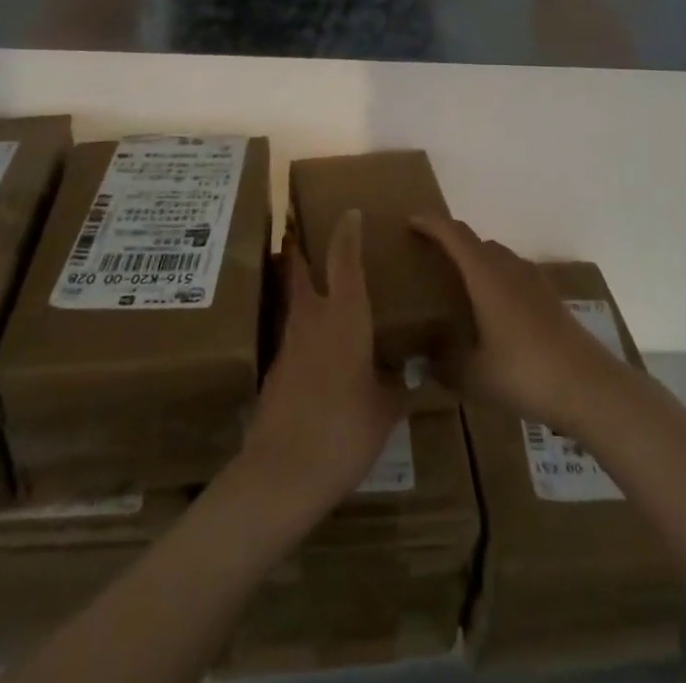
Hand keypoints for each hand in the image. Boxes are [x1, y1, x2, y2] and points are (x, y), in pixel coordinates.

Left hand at [243, 210, 402, 510]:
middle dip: (300, 246)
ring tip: (316, 284)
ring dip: (299, 285)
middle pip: (300, 269)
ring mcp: (288, 344)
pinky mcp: (274, 371)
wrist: (282, 474)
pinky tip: (314, 346)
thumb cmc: (344, 430)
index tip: (350, 212)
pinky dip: (301, 326)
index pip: (344, 258)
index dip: (347, 231)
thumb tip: (411, 372)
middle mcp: (312, 318)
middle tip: (305, 230)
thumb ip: (398, 384)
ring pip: (292, 300)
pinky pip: (291, 334)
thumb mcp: (386, 409)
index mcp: (345, 316)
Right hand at [412, 216, 629, 433]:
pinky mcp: (548, 296)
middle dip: (451, 242)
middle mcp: (509, 266)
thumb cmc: (524, 372)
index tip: (410, 221)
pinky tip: (491, 311)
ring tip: (457, 285)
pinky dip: (495, 279)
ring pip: (496, 256)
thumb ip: (443, 364)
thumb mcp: (473, 376)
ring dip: (475, 261)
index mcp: (485, 275)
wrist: (588, 385)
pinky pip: (513, 274)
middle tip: (428, 258)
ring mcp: (533, 279)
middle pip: (475, 241)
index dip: (431, 223)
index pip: (453, 234)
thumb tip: (421, 360)